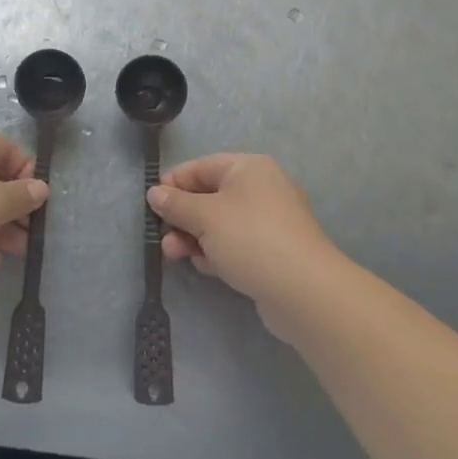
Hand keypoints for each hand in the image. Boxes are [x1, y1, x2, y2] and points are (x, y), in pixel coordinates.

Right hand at [147, 154, 344, 336]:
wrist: (305, 292)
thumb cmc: (250, 239)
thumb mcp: (204, 216)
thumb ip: (175, 203)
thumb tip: (154, 193)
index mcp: (248, 168)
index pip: (200, 167)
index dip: (173, 184)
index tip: (152, 205)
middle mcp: (261, 189)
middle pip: (209, 196)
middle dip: (182, 217)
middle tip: (163, 237)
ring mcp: (269, 222)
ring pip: (220, 224)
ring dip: (195, 238)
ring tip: (176, 255)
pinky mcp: (273, 252)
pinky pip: (235, 245)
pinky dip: (217, 252)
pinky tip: (206, 267)